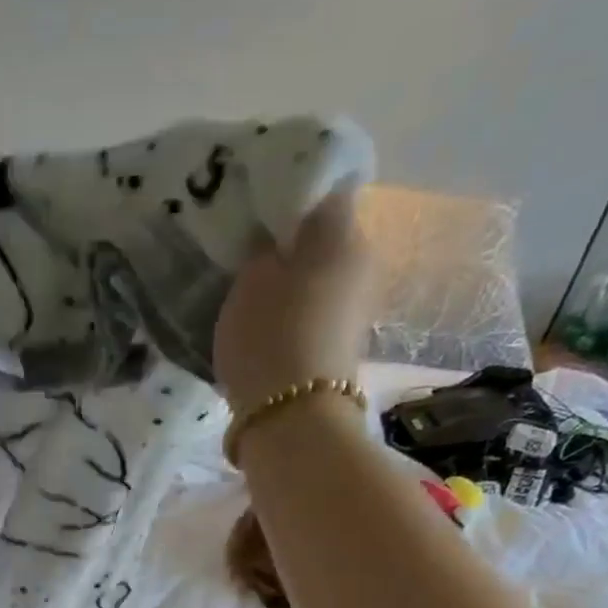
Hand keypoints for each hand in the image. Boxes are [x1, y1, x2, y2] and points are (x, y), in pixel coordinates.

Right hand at [213, 189, 376, 412]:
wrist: (293, 417)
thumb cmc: (269, 337)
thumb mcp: (252, 279)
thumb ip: (263, 245)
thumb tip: (273, 230)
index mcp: (343, 233)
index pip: (324, 190)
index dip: (289, 193)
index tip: (255, 206)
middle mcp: (362, 261)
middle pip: (324, 236)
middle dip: (289, 240)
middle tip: (245, 250)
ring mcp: (357, 306)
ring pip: (319, 274)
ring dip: (289, 278)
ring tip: (249, 290)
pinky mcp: (343, 343)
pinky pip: (315, 309)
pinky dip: (292, 309)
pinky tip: (264, 323)